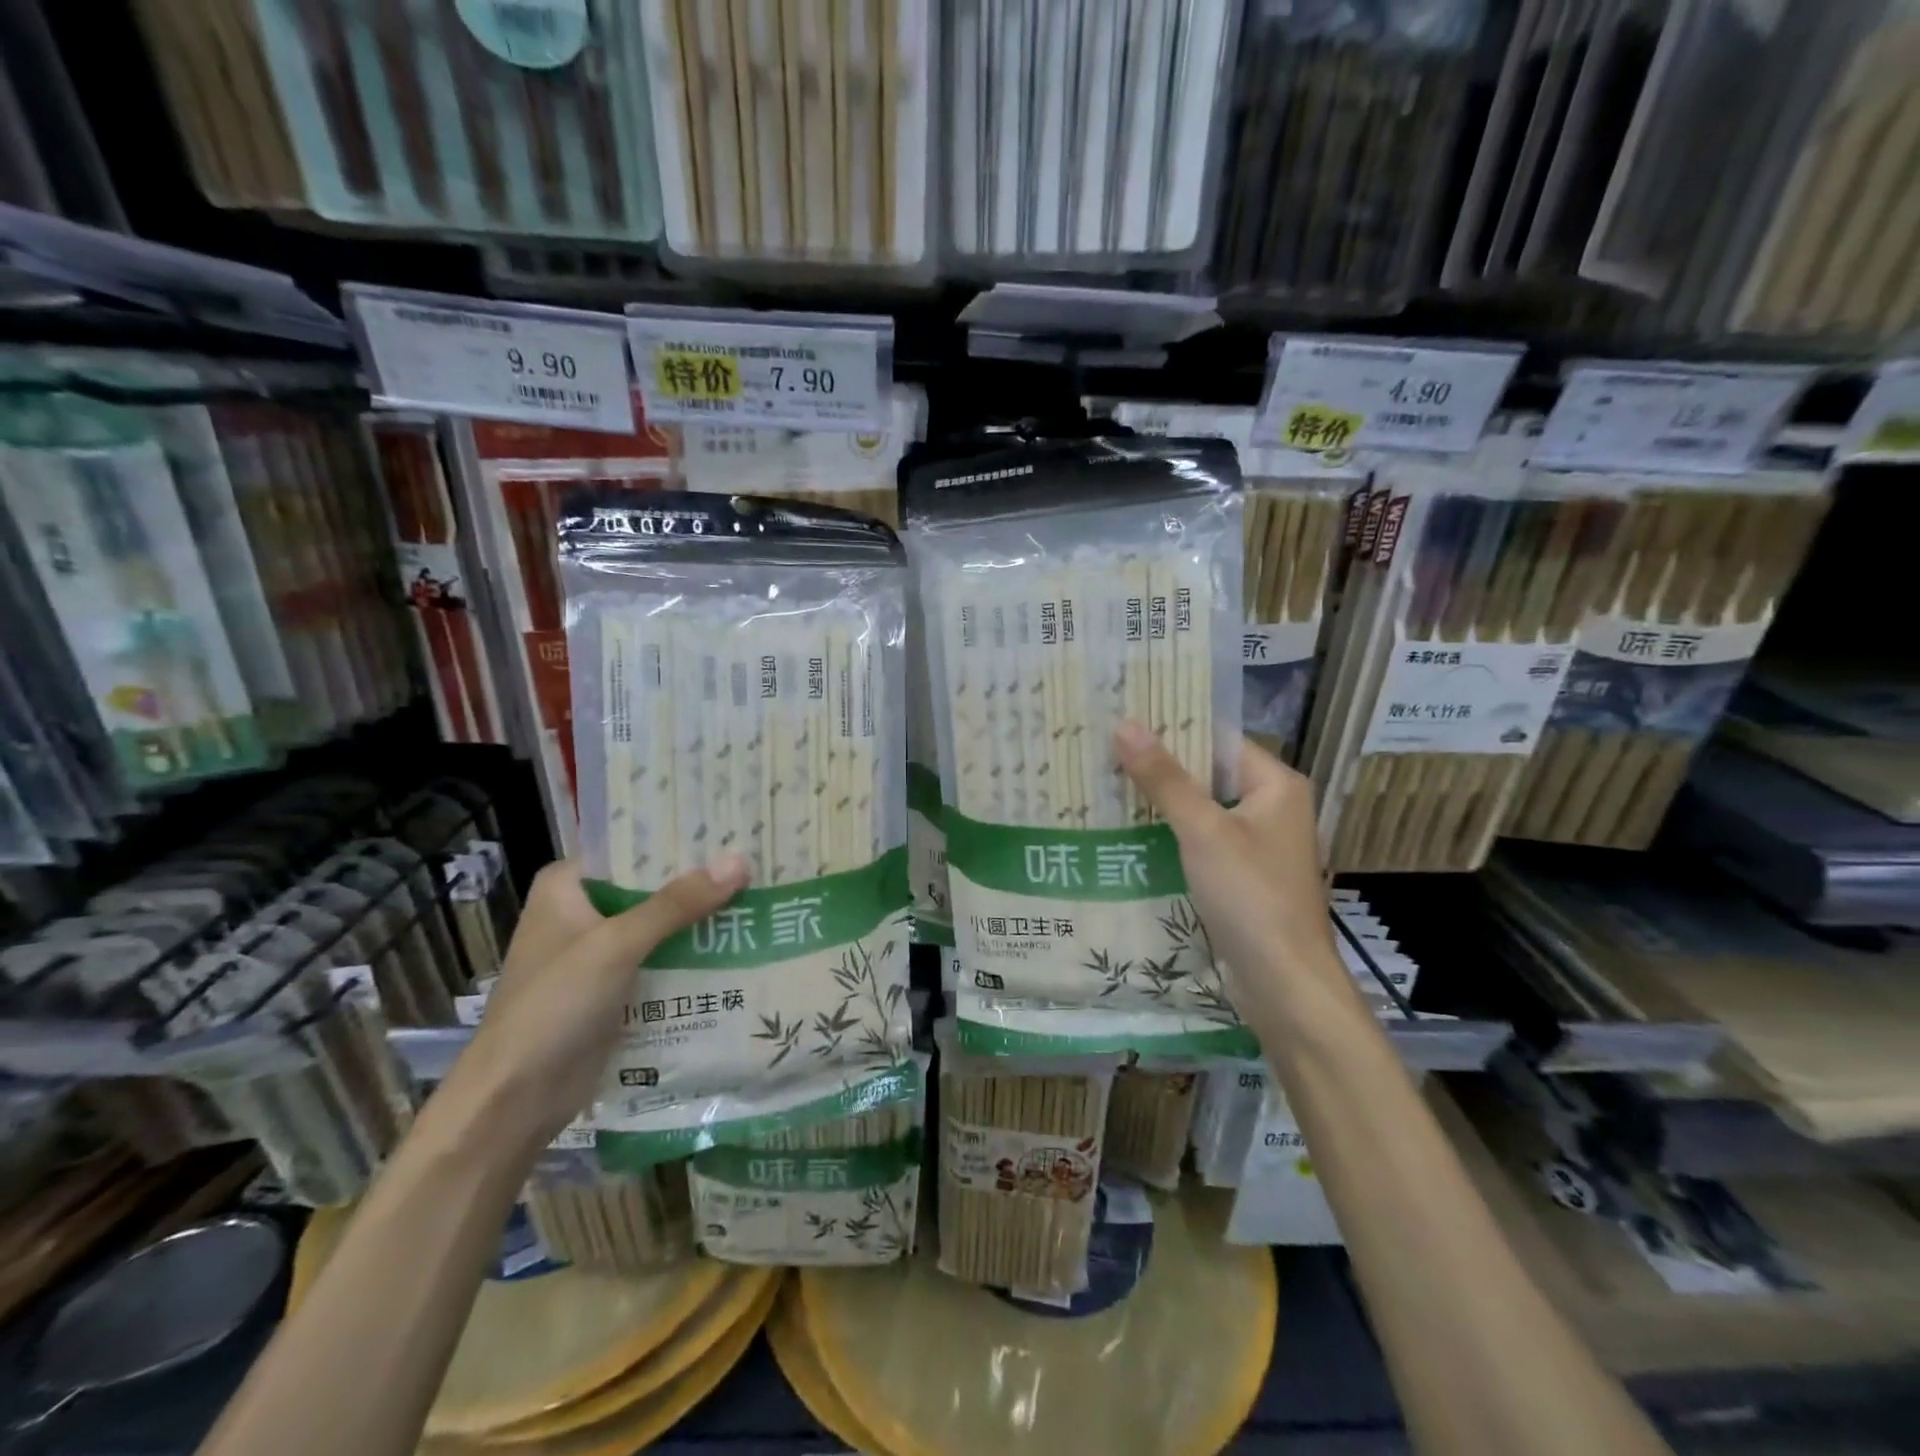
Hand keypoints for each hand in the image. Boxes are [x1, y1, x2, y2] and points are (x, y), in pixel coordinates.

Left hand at [451, 854, 750, 1150]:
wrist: (515, 1100)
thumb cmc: (553, 1006)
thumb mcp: (617, 945)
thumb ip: (678, 903)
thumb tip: (740, 859)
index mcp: (568, 885)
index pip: (633, 847)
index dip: (682, 838)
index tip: (734, 827)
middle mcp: (584, 911)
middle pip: (652, 885)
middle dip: (701, 879)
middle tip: (760, 861)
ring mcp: (601, 952)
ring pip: (662, 923)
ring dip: (703, 918)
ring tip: (764, 896)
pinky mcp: (617, 987)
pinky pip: (663, 959)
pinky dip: (695, 953)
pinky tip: (742, 944)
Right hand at [1113, 723, 1348, 1009]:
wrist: (1283, 982)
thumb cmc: (1250, 895)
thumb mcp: (1203, 830)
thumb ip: (1164, 778)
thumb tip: (1124, 724)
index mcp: (1276, 784)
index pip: (1217, 739)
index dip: (1172, 728)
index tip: (1122, 720)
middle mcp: (1272, 807)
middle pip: (1208, 774)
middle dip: (1160, 767)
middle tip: (1104, 752)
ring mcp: (1258, 844)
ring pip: (1202, 810)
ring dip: (1162, 802)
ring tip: (1106, 785)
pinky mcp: (1243, 876)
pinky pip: (1202, 841)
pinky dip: (1171, 835)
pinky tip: (1130, 832)